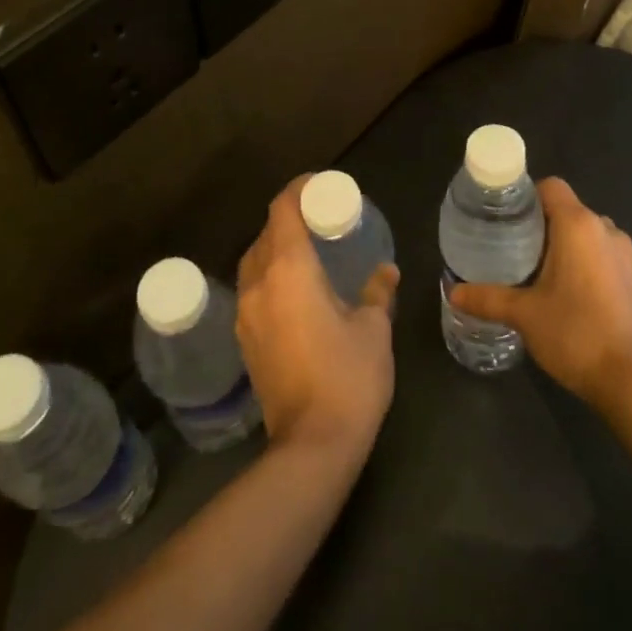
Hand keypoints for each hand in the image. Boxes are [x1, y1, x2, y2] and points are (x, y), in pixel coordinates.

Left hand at [236, 176, 399, 458]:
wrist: (312, 445)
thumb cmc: (348, 376)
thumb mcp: (373, 329)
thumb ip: (378, 292)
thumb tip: (386, 271)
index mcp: (288, 270)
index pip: (282, 209)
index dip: (298, 189)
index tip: (320, 185)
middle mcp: (258, 285)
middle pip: (265, 233)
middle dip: (289, 218)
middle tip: (321, 219)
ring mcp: (246, 314)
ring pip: (254, 263)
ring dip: (277, 248)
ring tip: (309, 251)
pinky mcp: (245, 341)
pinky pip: (253, 290)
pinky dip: (271, 276)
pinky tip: (297, 291)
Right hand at [449, 177, 631, 405]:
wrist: (630, 381)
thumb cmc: (574, 334)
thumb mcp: (523, 314)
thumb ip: (487, 298)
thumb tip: (453, 292)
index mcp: (579, 225)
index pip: (551, 187)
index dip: (526, 197)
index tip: (506, 219)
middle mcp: (606, 229)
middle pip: (568, 209)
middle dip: (541, 224)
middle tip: (513, 249)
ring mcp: (626, 254)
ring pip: (587, 232)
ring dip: (564, 244)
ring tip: (537, 271)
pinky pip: (603, 253)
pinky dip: (585, 261)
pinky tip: (568, 292)